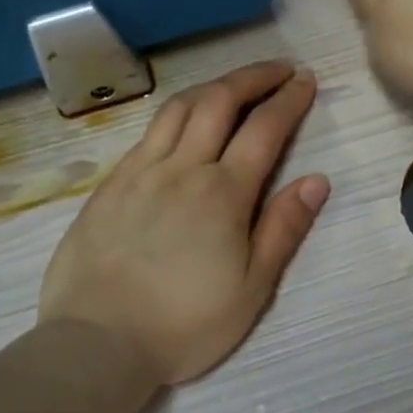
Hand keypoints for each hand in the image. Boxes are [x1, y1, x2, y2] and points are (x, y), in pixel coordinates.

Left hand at [37, 61, 329, 385]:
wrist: (96, 343)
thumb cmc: (184, 324)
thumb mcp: (252, 289)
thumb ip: (284, 229)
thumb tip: (316, 179)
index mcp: (223, 194)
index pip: (264, 129)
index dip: (289, 99)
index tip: (306, 80)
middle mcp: (182, 169)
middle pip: (220, 102)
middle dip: (253, 77)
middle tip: (278, 69)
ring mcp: (140, 172)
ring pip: (179, 108)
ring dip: (213, 86)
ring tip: (233, 85)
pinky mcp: (109, 185)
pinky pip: (147, 133)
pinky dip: (175, 113)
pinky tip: (181, 122)